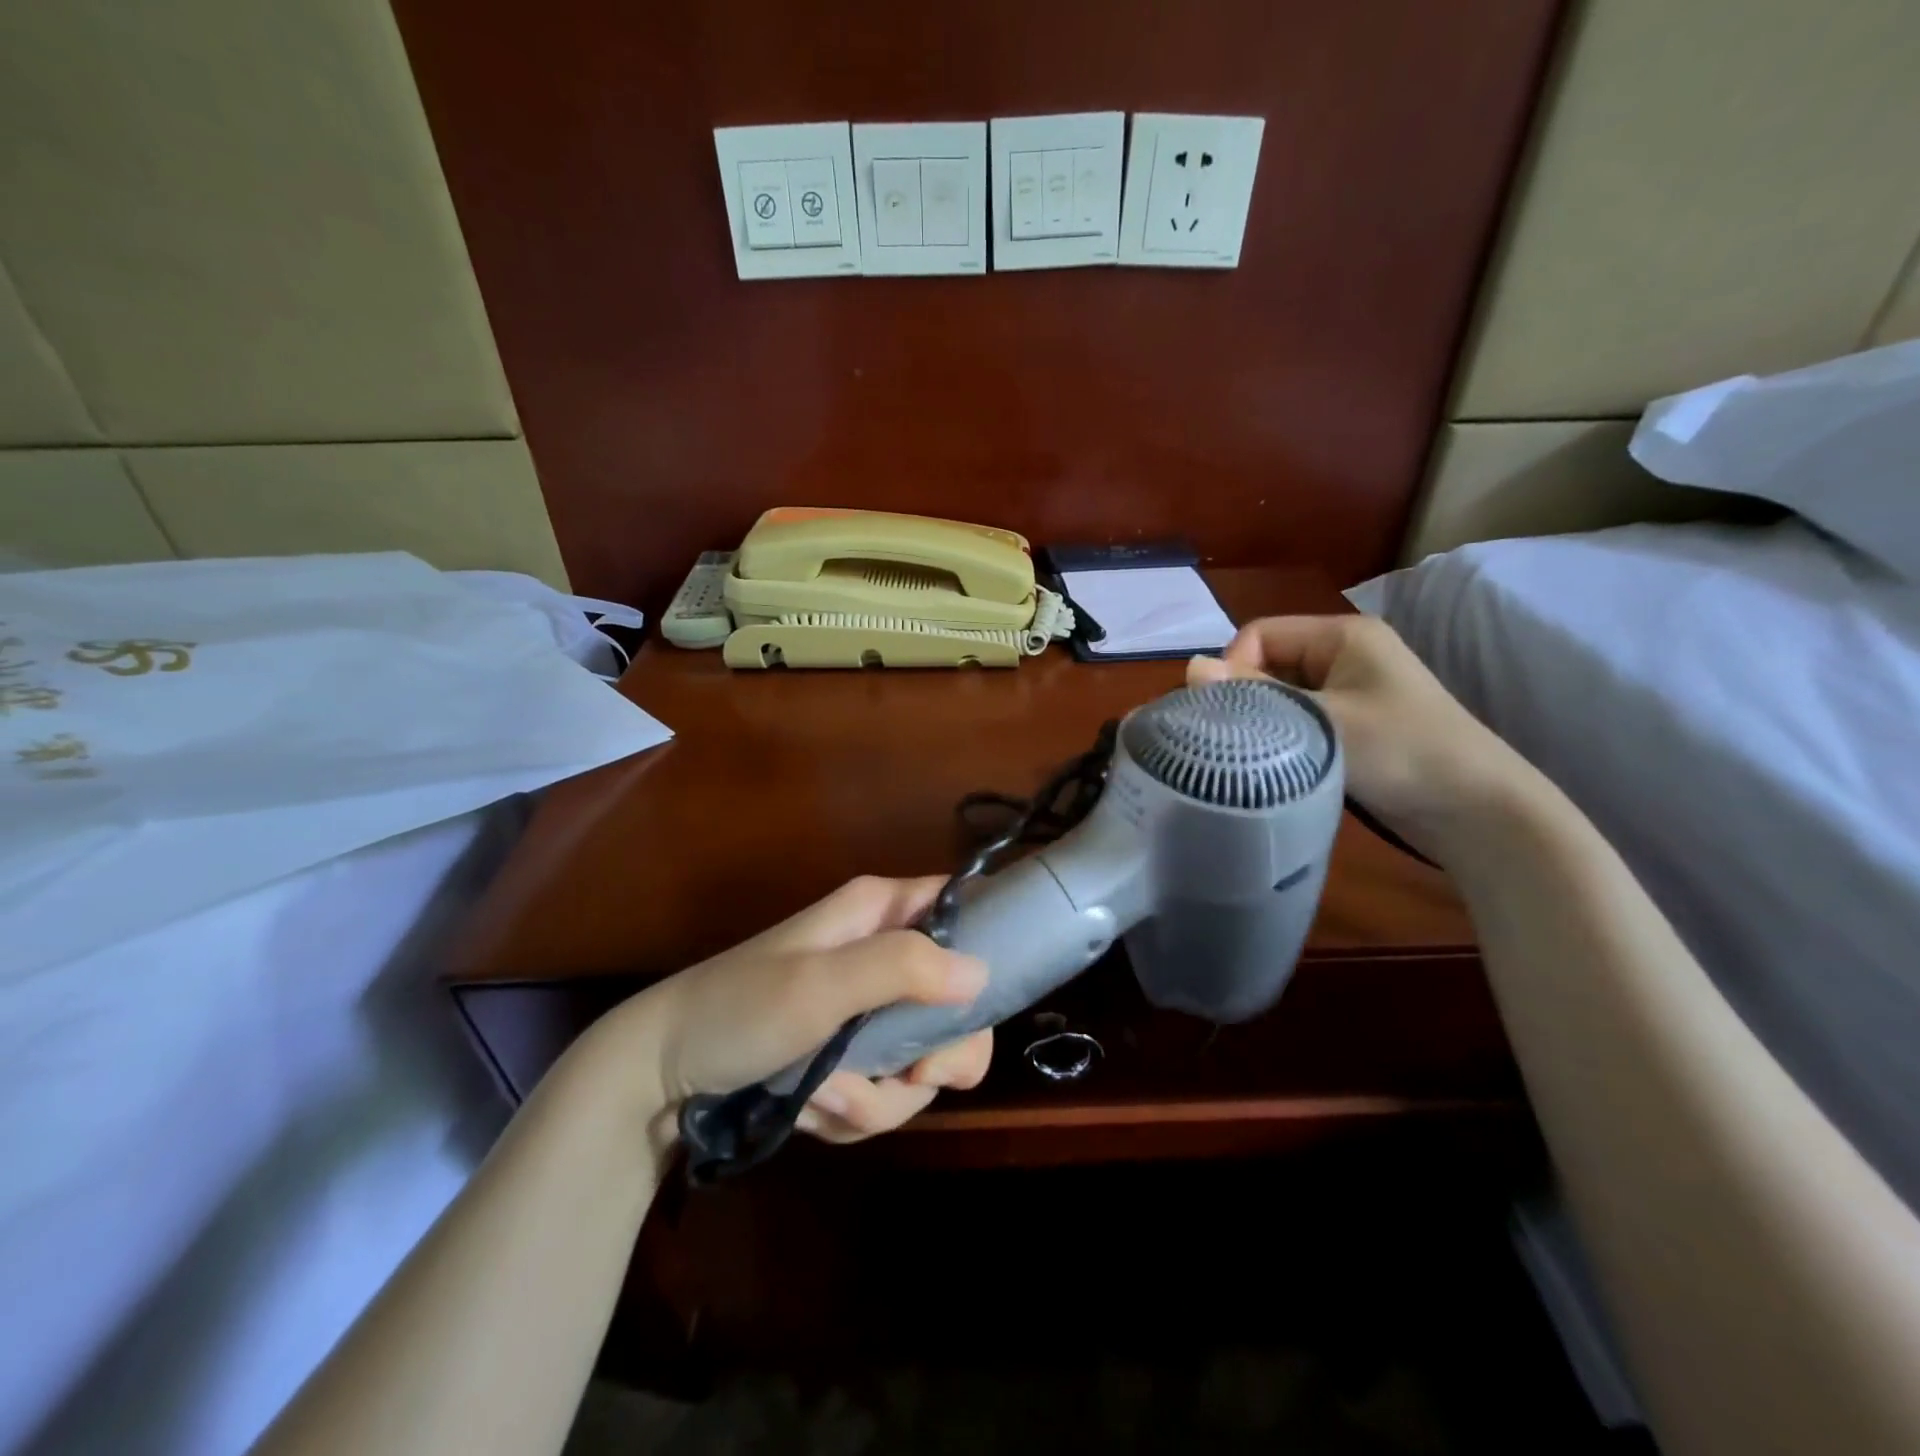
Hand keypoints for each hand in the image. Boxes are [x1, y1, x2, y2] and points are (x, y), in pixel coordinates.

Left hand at [607, 876, 993, 1146]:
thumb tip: (981, 973)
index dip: (985, 949)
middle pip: (957, 1005)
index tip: (975, 1008)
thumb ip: (902, 968)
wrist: (660, 1075)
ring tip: (823, 1095)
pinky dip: (852, 1110)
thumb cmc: (740, 1010)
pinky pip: (885, 1093)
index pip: (963, 908)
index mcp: (880, 913)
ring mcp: (867, 1010)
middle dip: (935, 1058)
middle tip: (912, 1078)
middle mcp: (882, 955)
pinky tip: (808, 1108)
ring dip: (878, 1096)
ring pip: (921, 1063)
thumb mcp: (820, 984)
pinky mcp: (850, 1056)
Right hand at [1188, 615, 1530, 855]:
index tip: (1227, 712)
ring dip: (1263, 721)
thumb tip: (1188, 667)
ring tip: (1251, 754)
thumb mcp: (1324, 720)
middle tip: (1230, 738)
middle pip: (1267, 664)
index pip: (1259, 634)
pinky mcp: (1351, 727)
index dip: (1234, 667)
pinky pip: (1298, 721)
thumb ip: (1255, 694)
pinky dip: (1282, 738)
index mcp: (1342, 636)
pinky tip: (1275, 764)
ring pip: (1280, 696)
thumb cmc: (1403, 751)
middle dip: (1245, 697)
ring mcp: (1349, 693)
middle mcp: (1344, 656)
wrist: (1478, 811)